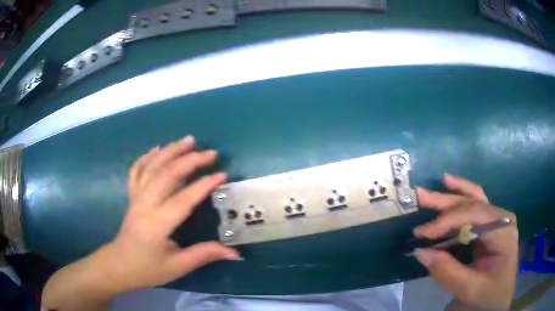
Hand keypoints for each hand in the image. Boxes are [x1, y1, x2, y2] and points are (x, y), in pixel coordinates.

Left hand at [95, 136, 240, 292]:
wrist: (119, 265)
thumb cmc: (147, 269)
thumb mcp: (177, 266)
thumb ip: (204, 255)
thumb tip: (235, 253)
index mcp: (157, 224)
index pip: (183, 199)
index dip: (203, 185)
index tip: (222, 175)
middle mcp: (145, 205)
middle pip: (166, 175)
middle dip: (190, 160)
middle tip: (210, 153)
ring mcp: (136, 197)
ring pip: (152, 167)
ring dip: (170, 151)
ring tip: (188, 140)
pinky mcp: (131, 196)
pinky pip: (136, 171)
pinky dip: (146, 157)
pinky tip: (157, 148)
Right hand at [413, 174, 517, 310]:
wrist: (500, 295)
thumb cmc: (489, 294)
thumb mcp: (470, 289)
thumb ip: (447, 272)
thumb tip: (421, 251)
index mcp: (504, 232)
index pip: (475, 216)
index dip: (447, 221)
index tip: (422, 234)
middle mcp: (503, 218)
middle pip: (473, 203)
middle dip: (445, 202)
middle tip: (420, 197)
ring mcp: (498, 217)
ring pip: (473, 198)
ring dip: (450, 194)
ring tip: (428, 191)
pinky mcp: (491, 222)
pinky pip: (475, 203)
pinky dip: (460, 194)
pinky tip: (449, 184)